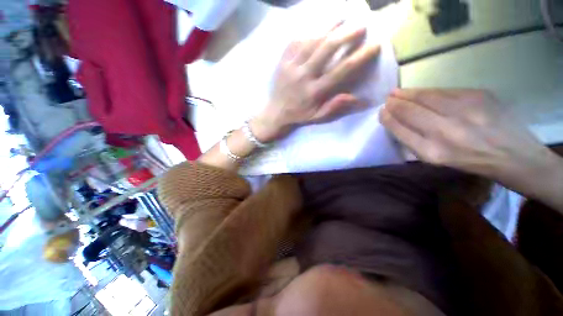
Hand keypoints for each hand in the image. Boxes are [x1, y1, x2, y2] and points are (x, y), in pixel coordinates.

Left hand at [250, 23, 380, 141]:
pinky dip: (309, 31)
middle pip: (326, 49)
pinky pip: (295, 41)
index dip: (360, 56)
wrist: (275, 112)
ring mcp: (291, 66)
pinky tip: (318, 27)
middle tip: (361, 24)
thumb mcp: (317, 117)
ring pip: (311, 40)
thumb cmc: (298, 115)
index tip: (375, 45)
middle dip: (346, 33)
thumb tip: (358, 97)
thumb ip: (335, 106)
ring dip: (329, 26)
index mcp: (314, 91)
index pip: (340, 71)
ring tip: (343, 17)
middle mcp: (303, 76)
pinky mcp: (282, 61)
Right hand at [380, 89, 562, 205]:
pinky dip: (429, 91)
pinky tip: (421, 92)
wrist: (515, 155)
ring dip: (407, 93)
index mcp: (432, 152)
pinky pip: (445, 91)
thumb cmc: (471, 162)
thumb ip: (415, 142)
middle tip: (387, 99)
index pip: (400, 130)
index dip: (388, 119)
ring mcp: (464, 111)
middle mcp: (445, 131)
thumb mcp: (438, 160)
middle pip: (410, 111)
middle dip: (395, 104)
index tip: (381, 112)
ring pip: (426, 97)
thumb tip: (398, 123)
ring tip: (396, 92)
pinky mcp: (479, 96)